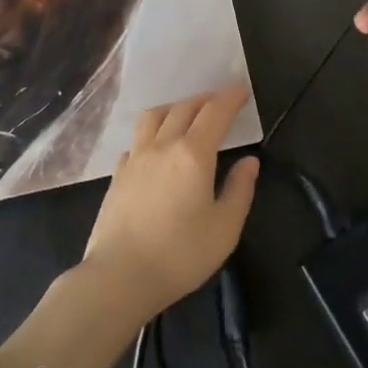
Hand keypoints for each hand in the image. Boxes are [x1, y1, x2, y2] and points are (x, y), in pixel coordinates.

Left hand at [83, 87, 259, 320]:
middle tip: (219, 103)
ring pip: (155, 116)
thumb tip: (249, 161)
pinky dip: (151, 134)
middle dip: (205, 100)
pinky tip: (154, 148)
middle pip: (185, 108)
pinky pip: (136, 140)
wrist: (119, 276)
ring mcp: (136, 157)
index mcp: (193, 154)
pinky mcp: (117, 174)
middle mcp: (163, 145)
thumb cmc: (180, 255)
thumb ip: (240, 190)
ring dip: (174, 108)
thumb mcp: (224, 228)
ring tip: (185, 115)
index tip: (242, 91)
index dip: (230, 98)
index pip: (215, 113)